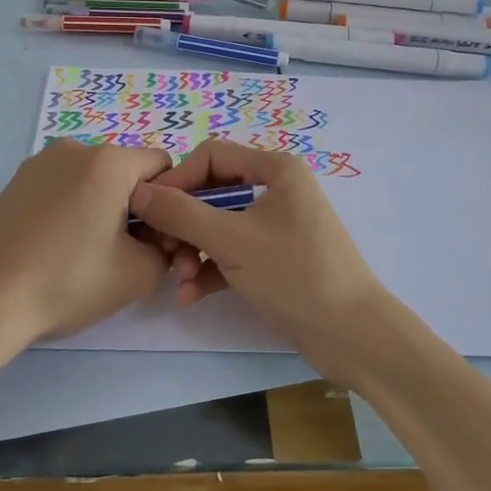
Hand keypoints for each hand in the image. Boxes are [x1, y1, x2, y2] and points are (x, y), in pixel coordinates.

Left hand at [0, 141, 174, 353]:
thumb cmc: (67, 282)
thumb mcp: (139, 275)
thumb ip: (168, 248)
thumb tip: (158, 238)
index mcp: (109, 161)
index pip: (162, 167)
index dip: (167, 203)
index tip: (152, 240)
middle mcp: (74, 149)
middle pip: (125, 171)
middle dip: (133, 206)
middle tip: (120, 254)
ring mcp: (39, 163)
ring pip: (92, 180)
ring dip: (101, 207)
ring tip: (82, 254)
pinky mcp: (15, 182)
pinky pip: (62, 187)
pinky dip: (70, 209)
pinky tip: (54, 248)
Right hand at [126, 139, 407, 381]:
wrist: (352, 335)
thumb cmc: (294, 274)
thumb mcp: (231, 240)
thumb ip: (181, 213)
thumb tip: (139, 192)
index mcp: (276, 169)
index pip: (211, 156)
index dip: (177, 180)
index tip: (151, 211)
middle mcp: (278, 190)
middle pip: (212, 192)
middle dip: (184, 224)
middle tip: (163, 253)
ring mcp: (277, 226)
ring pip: (219, 226)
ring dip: (193, 251)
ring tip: (180, 280)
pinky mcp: (276, 260)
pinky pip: (233, 254)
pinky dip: (211, 270)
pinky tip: (190, 296)